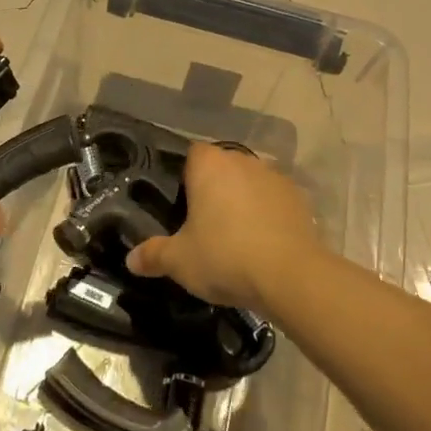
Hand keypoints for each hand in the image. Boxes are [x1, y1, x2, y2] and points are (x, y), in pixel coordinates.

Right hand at [125, 143, 328, 312]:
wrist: (290, 276)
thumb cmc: (225, 256)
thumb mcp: (179, 261)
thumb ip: (154, 255)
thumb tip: (131, 260)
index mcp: (210, 165)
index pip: (192, 155)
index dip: (185, 176)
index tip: (181, 203)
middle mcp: (243, 160)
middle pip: (222, 167)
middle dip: (214, 189)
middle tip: (203, 223)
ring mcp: (275, 177)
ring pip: (250, 183)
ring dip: (243, 200)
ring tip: (235, 236)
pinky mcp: (299, 199)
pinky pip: (274, 201)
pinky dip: (268, 215)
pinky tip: (263, 243)